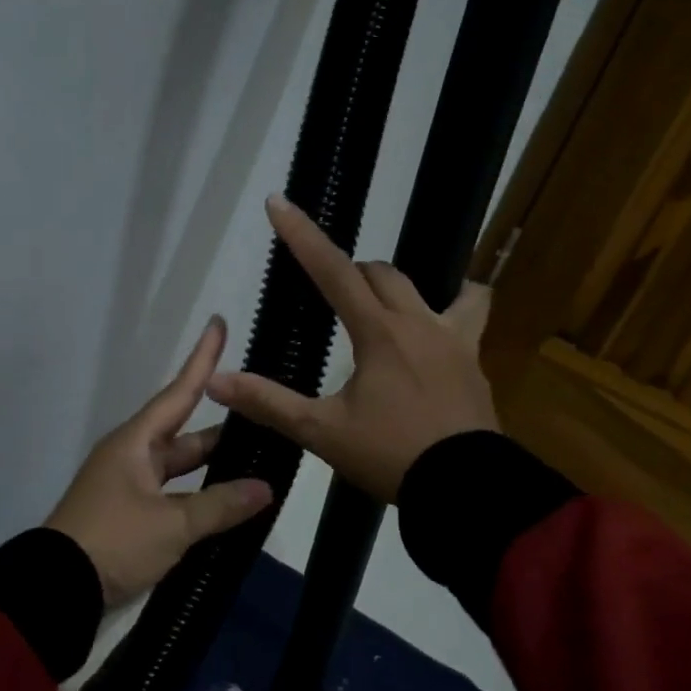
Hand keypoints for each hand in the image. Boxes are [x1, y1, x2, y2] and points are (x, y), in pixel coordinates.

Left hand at [47, 316, 273, 605]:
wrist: (54, 590)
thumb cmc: (114, 541)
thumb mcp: (172, 524)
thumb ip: (220, 505)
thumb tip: (266, 488)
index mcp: (136, 443)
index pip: (179, 392)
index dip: (202, 360)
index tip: (218, 324)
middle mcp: (131, 457)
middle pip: (184, 434)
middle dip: (222, 429)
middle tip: (264, 420)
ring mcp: (128, 488)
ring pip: (179, 468)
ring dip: (212, 467)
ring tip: (256, 463)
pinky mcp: (128, 516)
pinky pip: (171, 494)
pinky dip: (197, 495)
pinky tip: (225, 504)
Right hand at [206, 194, 499, 503]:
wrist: (466, 489)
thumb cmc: (390, 456)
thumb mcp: (322, 432)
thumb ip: (269, 403)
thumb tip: (215, 380)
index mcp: (378, 333)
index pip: (332, 271)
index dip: (302, 236)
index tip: (278, 202)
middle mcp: (418, 322)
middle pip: (379, 273)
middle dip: (350, 272)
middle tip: (330, 295)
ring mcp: (454, 338)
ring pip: (429, 286)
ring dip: (397, 287)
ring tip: (384, 304)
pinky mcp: (474, 360)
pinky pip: (471, 313)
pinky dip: (457, 305)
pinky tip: (444, 322)